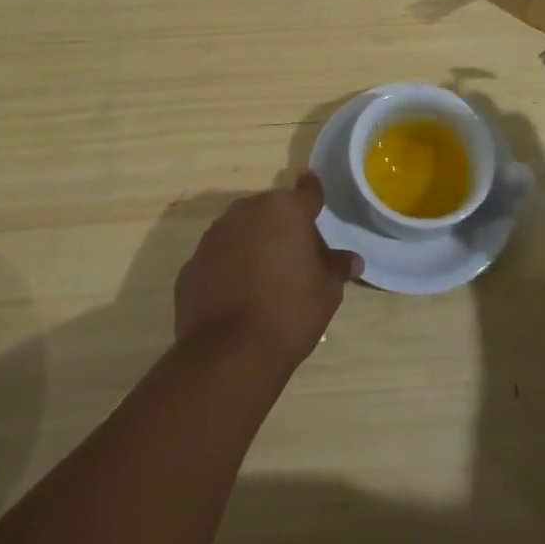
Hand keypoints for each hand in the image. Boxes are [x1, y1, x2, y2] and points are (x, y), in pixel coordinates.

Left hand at [174, 173, 362, 370]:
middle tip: (294, 255)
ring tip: (263, 277)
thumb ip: (337, 267)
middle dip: (282, 225)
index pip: (308, 190)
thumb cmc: (290, 312)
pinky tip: (236, 295)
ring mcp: (215, 235)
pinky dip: (228, 267)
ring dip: (253, 243)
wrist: (229, 352)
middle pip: (271, 209)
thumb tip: (352, 260)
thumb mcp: (327, 292)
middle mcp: (248, 211)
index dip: (313, 194)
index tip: (315, 197)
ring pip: (241, 230)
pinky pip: (218, 257)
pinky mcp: (192, 263)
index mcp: (286, 210)